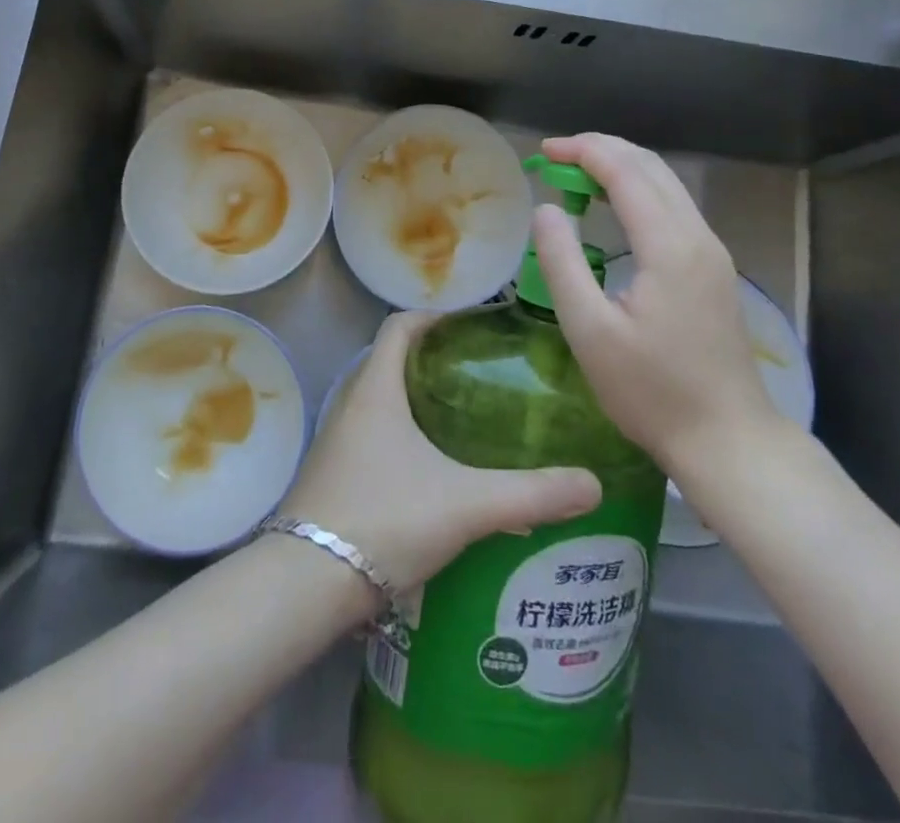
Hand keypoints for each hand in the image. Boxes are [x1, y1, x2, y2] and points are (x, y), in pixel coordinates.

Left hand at [281, 311, 601, 595]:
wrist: (307, 583)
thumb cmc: (384, 517)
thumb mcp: (465, 503)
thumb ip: (531, 493)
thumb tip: (593, 483)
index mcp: (376, 389)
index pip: (399, 326)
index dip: (434, 316)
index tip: (471, 324)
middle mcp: (352, 405)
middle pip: (392, 363)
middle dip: (434, 361)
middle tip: (483, 374)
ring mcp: (339, 443)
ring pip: (383, 404)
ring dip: (420, 403)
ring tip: (469, 421)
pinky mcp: (336, 478)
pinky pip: (375, 440)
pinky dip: (406, 440)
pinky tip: (438, 475)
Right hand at [530, 133, 788, 476]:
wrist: (728, 440)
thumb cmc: (651, 391)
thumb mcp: (590, 331)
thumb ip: (562, 262)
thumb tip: (546, 209)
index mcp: (669, 246)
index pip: (626, 172)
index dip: (583, 151)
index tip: (543, 152)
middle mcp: (698, 237)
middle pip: (652, 167)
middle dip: (602, 149)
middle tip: (555, 156)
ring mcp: (712, 252)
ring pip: (667, 184)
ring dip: (622, 168)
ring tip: (576, 174)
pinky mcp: (714, 269)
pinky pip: (674, 207)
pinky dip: (639, 191)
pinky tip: (613, 207)